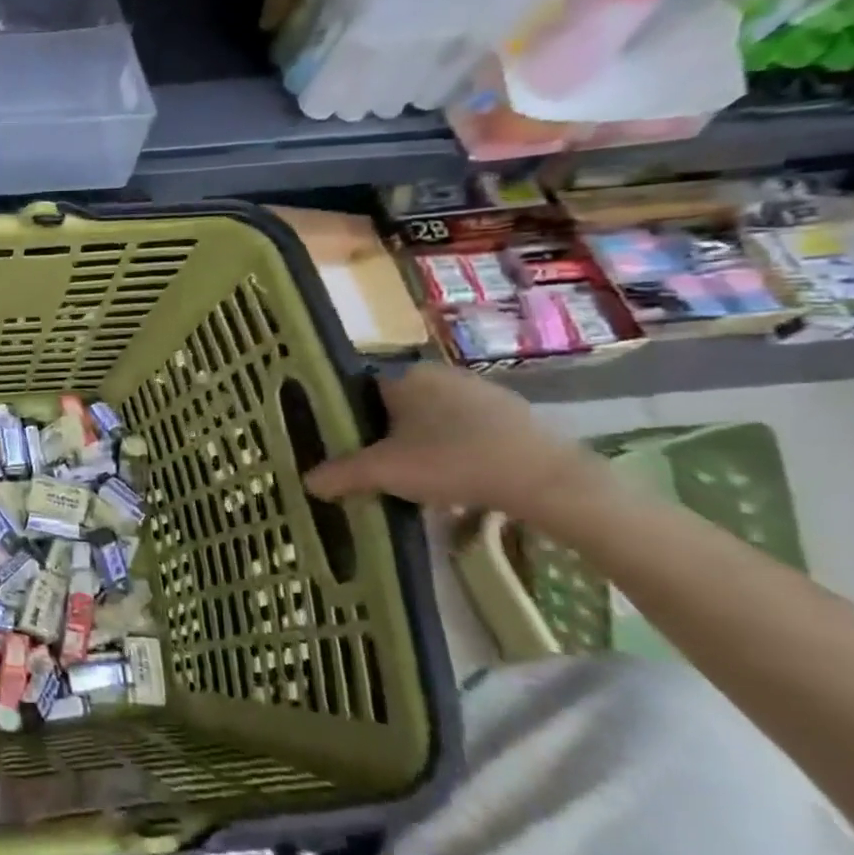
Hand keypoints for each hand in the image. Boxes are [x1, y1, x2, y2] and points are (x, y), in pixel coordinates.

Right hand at [304, 362, 607, 520]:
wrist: (546, 480)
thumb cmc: (452, 462)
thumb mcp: (384, 472)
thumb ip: (341, 474)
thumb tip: (307, 481)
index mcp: (403, 376)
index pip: (359, 391)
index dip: (347, 420)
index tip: (344, 448)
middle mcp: (438, 373)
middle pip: (395, 405)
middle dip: (384, 434)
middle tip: (377, 468)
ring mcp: (480, 391)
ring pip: (431, 417)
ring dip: (420, 443)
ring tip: (415, 479)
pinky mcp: (513, 414)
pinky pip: (466, 429)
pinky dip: (454, 449)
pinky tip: (457, 479)